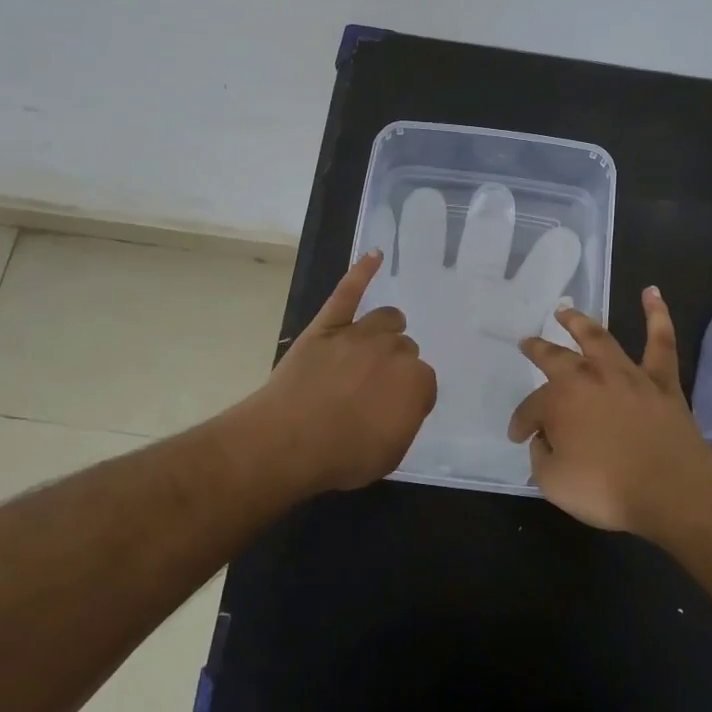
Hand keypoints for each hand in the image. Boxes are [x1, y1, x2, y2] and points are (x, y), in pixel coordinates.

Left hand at [234, 251, 437, 494]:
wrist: (287, 442)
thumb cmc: (341, 456)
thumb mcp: (390, 453)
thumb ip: (405, 420)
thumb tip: (403, 403)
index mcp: (415, 382)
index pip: (424, 381)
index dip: (408, 397)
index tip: (392, 410)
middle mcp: (394, 351)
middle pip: (405, 348)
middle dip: (395, 365)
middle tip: (374, 387)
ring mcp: (359, 333)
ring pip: (386, 319)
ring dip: (387, 329)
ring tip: (378, 341)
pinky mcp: (328, 324)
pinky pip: (348, 291)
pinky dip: (362, 271)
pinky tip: (374, 255)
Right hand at [510, 288, 711, 536]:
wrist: (672, 490)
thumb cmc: (607, 489)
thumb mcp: (554, 483)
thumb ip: (541, 457)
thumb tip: (544, 441)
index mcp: (560, 401)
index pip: (532, 408)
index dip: (522, 422)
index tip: (518, 436)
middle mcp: (589, 377)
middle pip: (556, 358)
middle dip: (539, 350)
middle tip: (527, 343)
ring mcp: (627, 374)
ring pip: (599, 338)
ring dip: (579, 321)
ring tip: (565, 310)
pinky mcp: (661, 380)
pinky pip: (660, 341)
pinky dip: (657, 314)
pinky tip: (652, 292)